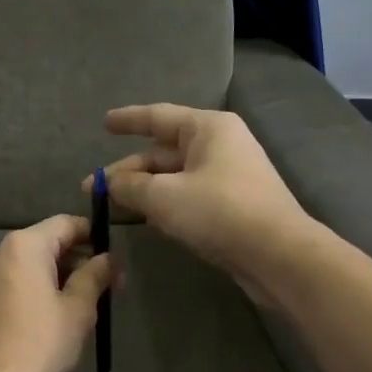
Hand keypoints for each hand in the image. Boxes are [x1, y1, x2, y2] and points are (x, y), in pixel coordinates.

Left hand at [0, 215, 115, 371]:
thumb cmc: (41, 344)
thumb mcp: (78, 309)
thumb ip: (95, 276)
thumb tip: (109, 259)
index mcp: (22, 246)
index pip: (65, 224)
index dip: (92, 235)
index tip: (112, 258)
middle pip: (43, 244)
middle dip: (74, 261)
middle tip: (102, 287)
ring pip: (23, 267)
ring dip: (51, 278)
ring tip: (75, 306)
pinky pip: (6, 285)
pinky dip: (28, 292)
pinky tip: (43, 320)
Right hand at [85, 104, 309, 299]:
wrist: (278, 255)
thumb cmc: (219, 212)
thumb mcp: (163, 197)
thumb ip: (130, 186)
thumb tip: (108, 183)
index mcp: (208, 128)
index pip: (158, 116)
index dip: (128, 120)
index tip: (104, 123)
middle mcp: (220, 145)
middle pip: (163, 152)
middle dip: (128, 170)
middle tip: (92, 188)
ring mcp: (228, 176)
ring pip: (174, 177)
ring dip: (143, 190)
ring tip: (111, 206)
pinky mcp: (232, 206)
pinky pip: (188, 196)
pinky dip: (164, 204)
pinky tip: (143, 219)